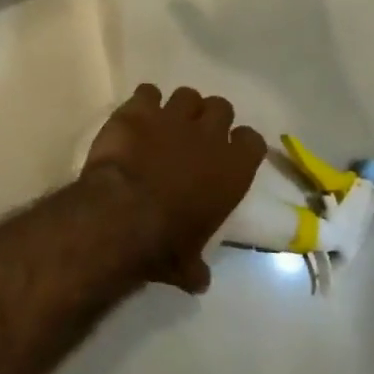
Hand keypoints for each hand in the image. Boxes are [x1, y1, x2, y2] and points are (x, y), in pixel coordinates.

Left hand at [83, 84, 267, 293]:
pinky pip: (146, 92)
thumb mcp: (187, 264)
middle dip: (209, 118)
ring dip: (178, 107)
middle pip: (221, 107)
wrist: (121, 214)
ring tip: (163, 123)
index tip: (229, 153)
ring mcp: (172, 118)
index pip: (252, 141)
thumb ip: (196, 267)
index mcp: (233, 170)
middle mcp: (208, 136)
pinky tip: (134, 117)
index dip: (240, 145)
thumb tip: (198, 281)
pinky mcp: (137, 110)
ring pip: (186, 95)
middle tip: (194, 135)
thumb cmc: (164, 243)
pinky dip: (142, 103)